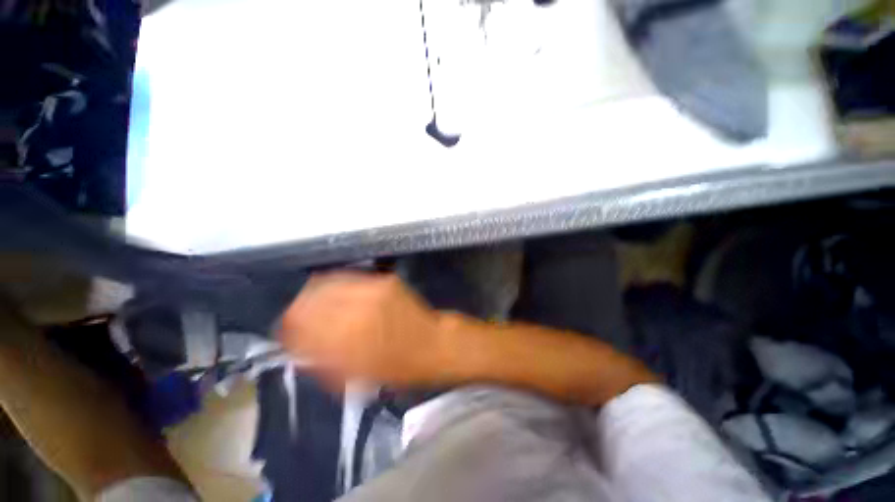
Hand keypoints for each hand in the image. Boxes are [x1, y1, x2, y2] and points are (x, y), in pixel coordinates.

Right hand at [279, 272, 448, 387]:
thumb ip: (322, 361)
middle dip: (297, 308)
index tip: (285, 331)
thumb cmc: (397, 368)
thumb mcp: (354, 375)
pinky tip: (335, 292)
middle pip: (309, 298)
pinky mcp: (384, 280)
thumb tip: (297, 347)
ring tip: (312, 301)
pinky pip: (350, 277)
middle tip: (296, 316)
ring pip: (327, 282)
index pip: (299, 323)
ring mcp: (372, 289)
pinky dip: (336, 285)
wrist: (432, 343)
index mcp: (345, 339)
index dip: (287, 326)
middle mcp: (356, 309)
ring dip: (314, 293)